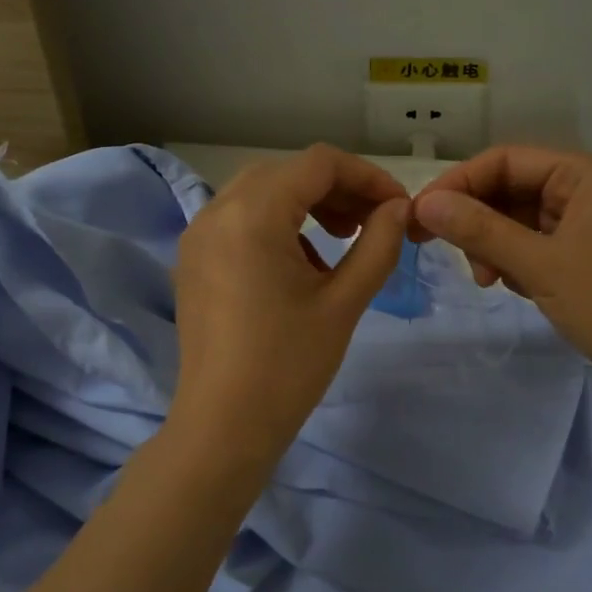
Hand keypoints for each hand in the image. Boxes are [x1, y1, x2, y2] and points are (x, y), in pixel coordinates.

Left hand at [170, 144, 409, 470]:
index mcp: (253, 215)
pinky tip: (303, 265)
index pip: (318, 163)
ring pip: (261, 192)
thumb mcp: (344, 301)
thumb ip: (378, 244)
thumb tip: (398, 208)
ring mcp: (198, 236)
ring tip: (342, 240)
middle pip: (287, 172)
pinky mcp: (192, 261)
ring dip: (306, 203)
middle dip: (337, 188)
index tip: (397, 207)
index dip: (366, 176)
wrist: (224, 427)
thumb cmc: (289, 366)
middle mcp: (216, 211)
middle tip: (372, 222)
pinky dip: (277, 224)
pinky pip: (240, 220)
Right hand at [410, 146, 591, 396]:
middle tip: (450, 256)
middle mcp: (584, 187)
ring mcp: (587, 221)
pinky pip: (535, 243)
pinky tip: (515, 287)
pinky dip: (517, 261)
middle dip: (477, 221)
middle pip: (509, 188)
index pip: (503, 160)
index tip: (421, 218)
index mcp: (581, 173)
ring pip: (518, 219)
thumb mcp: (539, 265)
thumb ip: (480, 230)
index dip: (458, 184)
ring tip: (491, 281)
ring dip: (495, 246)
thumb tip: (425, 203)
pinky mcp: (586, 252)